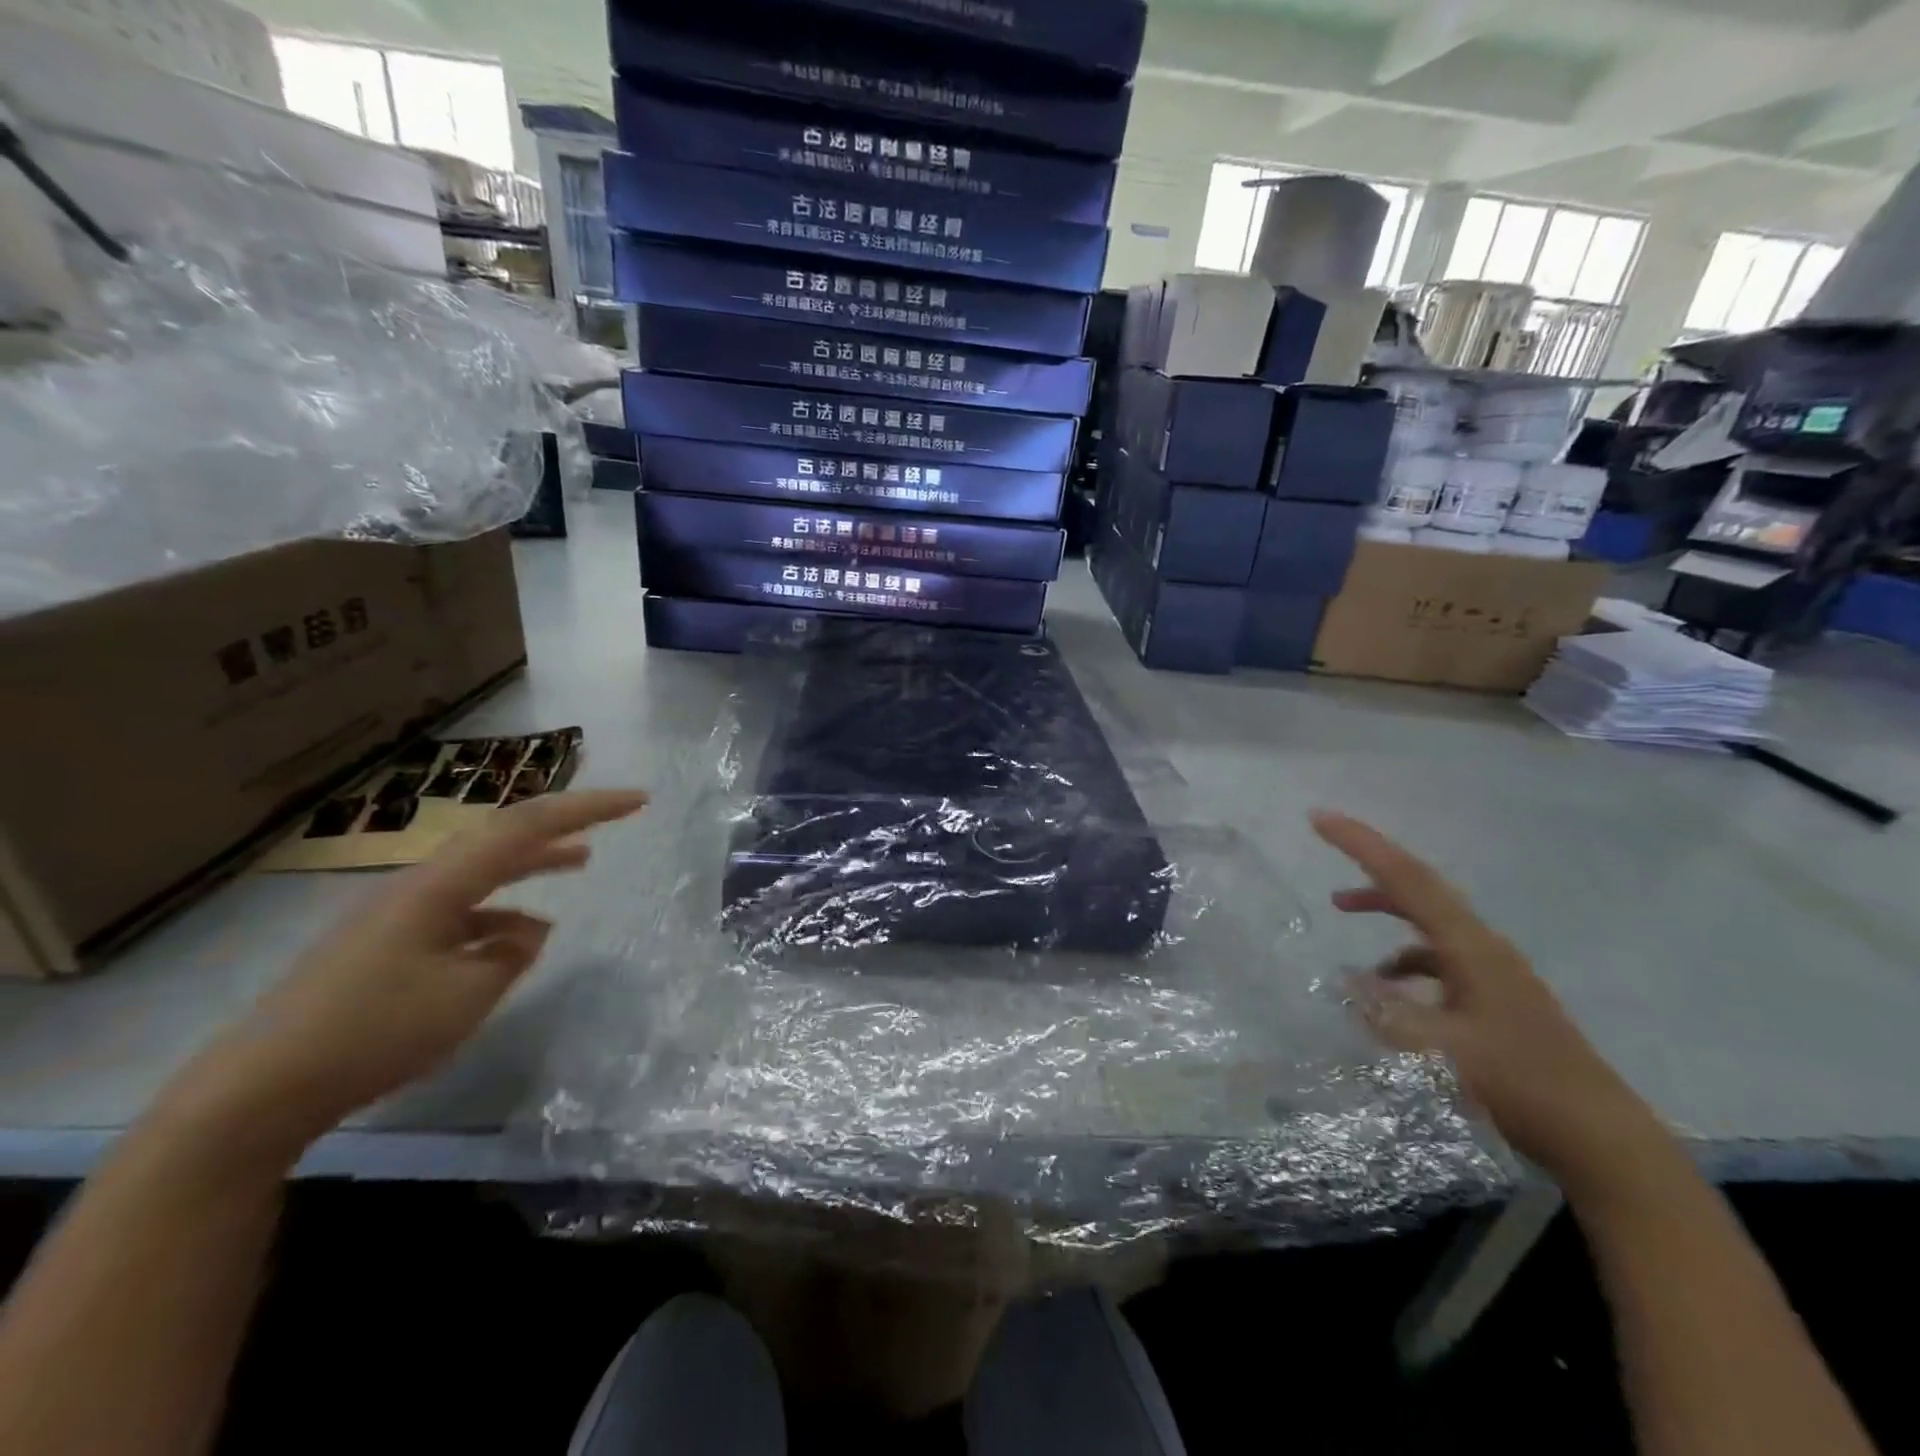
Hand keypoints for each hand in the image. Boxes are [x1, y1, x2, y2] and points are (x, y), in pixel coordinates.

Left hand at [179, 790, 648, 1156]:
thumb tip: (530, 932)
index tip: (639, 800)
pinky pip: (464, 910)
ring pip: (485, 871)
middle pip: (505, 835)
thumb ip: (511, 954)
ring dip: (536, 862)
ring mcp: (402, 913)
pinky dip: (503, 912)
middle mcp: (421, 885)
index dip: (588, 808)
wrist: (260, 1089)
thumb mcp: (466, 996)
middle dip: (565, 823)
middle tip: (618, 815)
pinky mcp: (390, 942)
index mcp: (441, 885)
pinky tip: (521, 938)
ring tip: (582, 861)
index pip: (528, 826)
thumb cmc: (374, 1032)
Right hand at [1313, 810, 1667, 1195]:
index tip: (1319, 818)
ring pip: (1427, 921)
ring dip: (1384, 908)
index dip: (1360, 844)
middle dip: (1369, 862)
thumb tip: (1344, 980)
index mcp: (1469, 946)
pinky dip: (1403, 958)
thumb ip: (1382, 1012)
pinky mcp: (1495, 999)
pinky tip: (1386, 988)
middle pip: (1419, 887)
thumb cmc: (1517, 1084)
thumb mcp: (1434, 1050)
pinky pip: (1438, 958)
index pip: (1406, 878)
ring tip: (1340, 910)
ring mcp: (1493, 973)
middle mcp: (1482, 947)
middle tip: (1327, 843)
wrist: (1601, 1141)